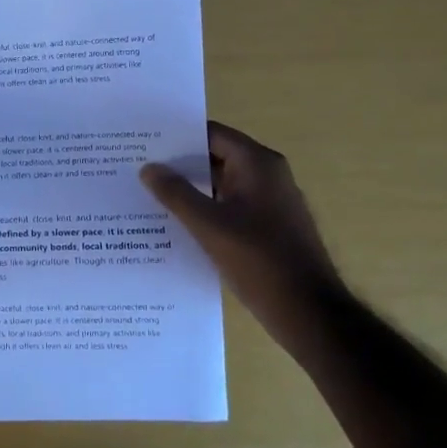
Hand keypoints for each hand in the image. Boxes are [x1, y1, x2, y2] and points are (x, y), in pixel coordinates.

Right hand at [140, 122, 344, 342]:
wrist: (309, 312)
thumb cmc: (260, 261)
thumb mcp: (209, 226)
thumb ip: (176, 193)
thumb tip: (148, 167)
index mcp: (258, 164)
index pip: (211, 134)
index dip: (177, 137)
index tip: (143, 143)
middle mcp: (267, 175)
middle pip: (215, 157)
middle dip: (179, 164)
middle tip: (138, 169)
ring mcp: (270, 202)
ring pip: (221, 185)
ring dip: (190, 190)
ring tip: (148, 195)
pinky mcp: (268, 227)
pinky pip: (230, 207)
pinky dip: (205, 210)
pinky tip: (175, 224)